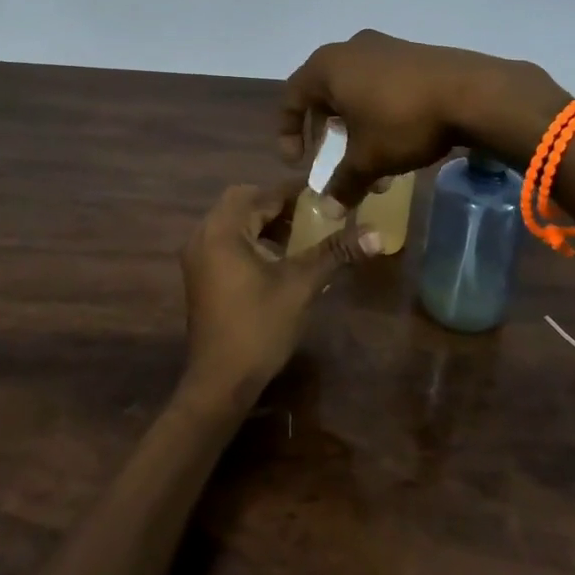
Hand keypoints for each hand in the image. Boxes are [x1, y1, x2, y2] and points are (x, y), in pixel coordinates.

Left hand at [179, 183, 379, 410]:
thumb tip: (377, 234)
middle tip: (311, 216)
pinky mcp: (200, 275)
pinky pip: (226, 241)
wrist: (220, 381)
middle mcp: (204, 235)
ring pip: (233, 223)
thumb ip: (335, 252)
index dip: (295, 194)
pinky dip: (250, 240)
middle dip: (277, 206)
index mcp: (223, 229)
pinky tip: (276, 260)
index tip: (326, 196)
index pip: (262, 194)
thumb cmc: (259, 327)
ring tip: (299, 237)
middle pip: (243, 202)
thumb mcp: (301, 285)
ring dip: (264, 223)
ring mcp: (198, 256)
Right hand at [280, 30, 568, 204]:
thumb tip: (328, 209)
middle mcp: (349, 49)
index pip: (291, 98)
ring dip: (356, 129)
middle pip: (324, 94)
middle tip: (332, 161)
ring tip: (373, 164)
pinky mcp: (412, 53)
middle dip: (328, 134)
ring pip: (356, 91)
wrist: (473, 92)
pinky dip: (378, 113)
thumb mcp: (368, 159)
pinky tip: (397, 141)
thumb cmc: (402, 121)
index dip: (288, 133)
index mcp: (326, 67)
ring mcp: (383, 47)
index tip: (298, 163)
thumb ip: (342, 183)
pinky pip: (381, 84)